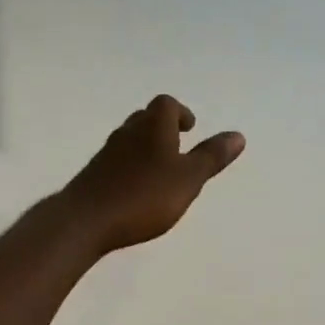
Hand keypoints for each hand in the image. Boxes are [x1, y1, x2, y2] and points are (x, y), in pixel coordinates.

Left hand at [57, 95, 245, 253]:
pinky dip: (131, 168)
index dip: (180, 113)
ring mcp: (106, 154)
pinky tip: (137, 191)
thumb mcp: (188, 179)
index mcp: (153, 126)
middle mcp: (127, 132)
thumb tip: (238, 135)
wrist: (86, 219)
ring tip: (161, 171)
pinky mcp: (93, 175)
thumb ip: (211, 157)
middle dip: (163, 128)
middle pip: (146, 119)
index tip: (190, 128)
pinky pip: (117, 162)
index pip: (166, 105)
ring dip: (146, 148)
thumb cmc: (144, 196)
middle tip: (178, 146)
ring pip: (130, 140)